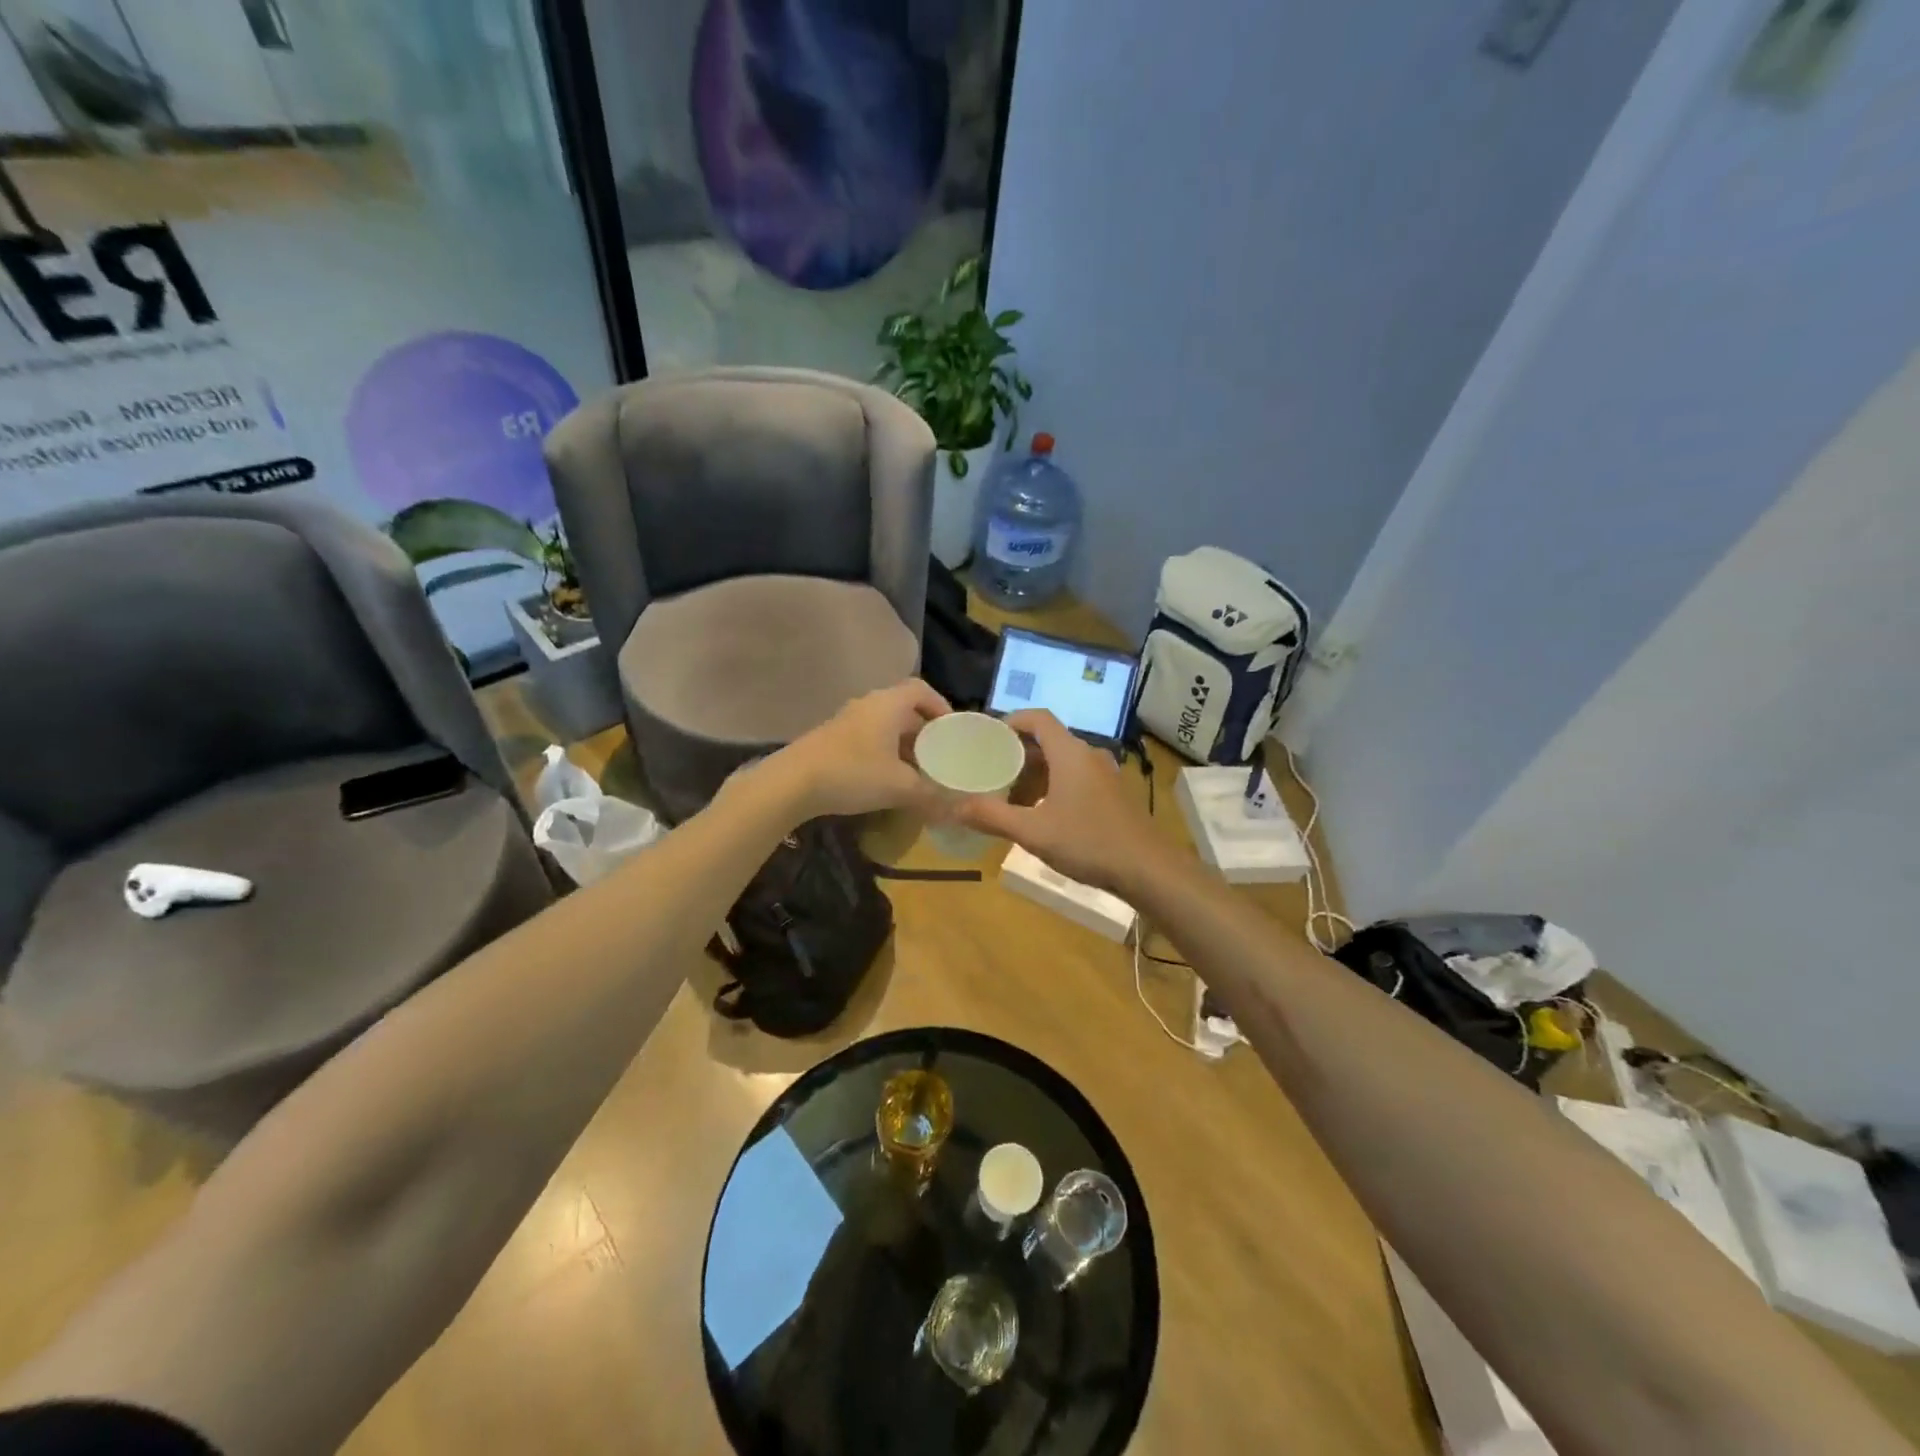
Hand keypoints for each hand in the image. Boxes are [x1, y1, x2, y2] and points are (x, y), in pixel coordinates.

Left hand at [766, 679, 952, 819]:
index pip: (921, 690)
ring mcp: (846, 721)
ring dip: (902, 745)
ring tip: (917, 772)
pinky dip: (883, 752)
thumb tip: (957, 808)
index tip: (952, 729)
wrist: (792, 783)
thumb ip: (931, 795)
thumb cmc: (853, 773)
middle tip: (939, 756)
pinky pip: (867, 738)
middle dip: (924, 732)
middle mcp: (867, 705)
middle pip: (903, 709)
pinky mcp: (831, 739)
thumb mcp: (900, 787)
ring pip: (884, 726)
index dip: (940, 705)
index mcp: (888, 705)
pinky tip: (886, 779)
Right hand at [955, 710, 1165, 891]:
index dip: (1011, 721)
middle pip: (1049, 740)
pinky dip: (1054, 785)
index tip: (988, 736)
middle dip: (1018, 753)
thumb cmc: (1089, 842)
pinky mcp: (1113, 794)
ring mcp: (1105, 775)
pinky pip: (1077, 777)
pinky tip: (1043, 814)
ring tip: (1012, 796)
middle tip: (991, 771)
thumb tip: (954, 807)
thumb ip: (993, 817)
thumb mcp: (1034, 832)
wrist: (1148, 869)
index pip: (1038, 718)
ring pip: (1063, 761)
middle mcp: (1089, 755)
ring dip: (1036, 773)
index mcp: (1070, 753)